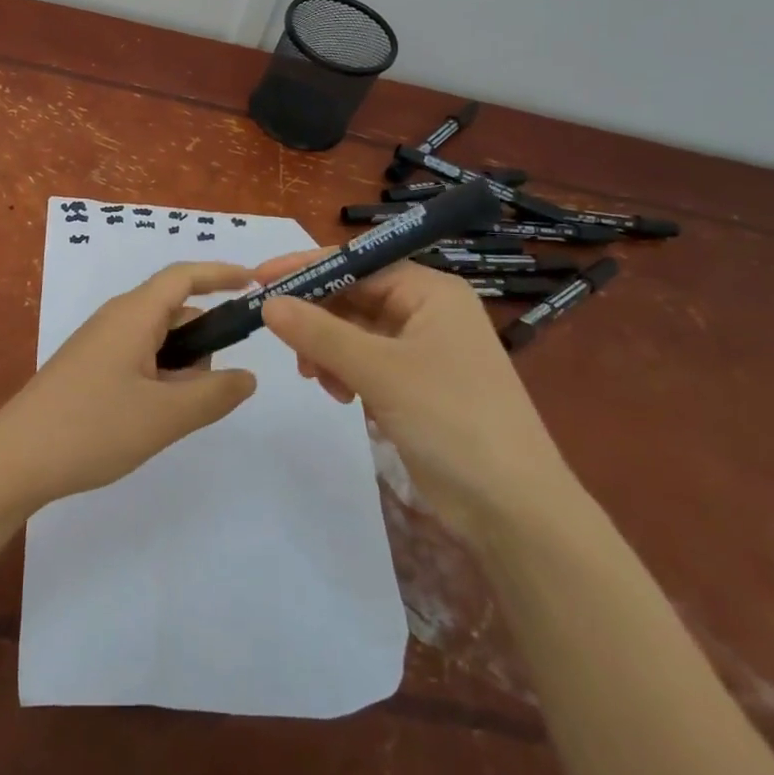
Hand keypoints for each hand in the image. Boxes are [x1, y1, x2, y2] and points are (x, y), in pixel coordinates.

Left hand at [0, 262, 259, 510]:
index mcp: (133, 314)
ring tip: (174, 414)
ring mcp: (99, 343)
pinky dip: (159, 377)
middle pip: (174, 311)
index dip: (221, 273)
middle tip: (209, 389)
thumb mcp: (164, 416)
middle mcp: (116, 318)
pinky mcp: (89, 367)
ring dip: (180, 366)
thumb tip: (247, 376)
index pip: (184, 276)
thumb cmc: (92, 428)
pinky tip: (153, 417)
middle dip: (203, 340)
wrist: (14, 459)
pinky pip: (138, 357)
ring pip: (157, 339)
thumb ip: (214, 394)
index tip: (256, 283)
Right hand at [252, 252, 574, 539]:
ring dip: (327, 349)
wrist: (514, 510)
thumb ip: (319, 333)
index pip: (357, 263)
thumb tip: (267, 302)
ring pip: (355, 332)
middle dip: (316, 317)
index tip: (259, 279)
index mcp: (430, 292)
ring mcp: (423, 351)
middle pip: (354, 297)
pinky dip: (344, 372)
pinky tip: (339, 395)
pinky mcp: (416, 386)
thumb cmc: (452, 420)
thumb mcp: (379, 370)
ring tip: (313, 376)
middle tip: (280, 338)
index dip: (307, 269)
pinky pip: (365, 362)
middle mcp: (427, 312)